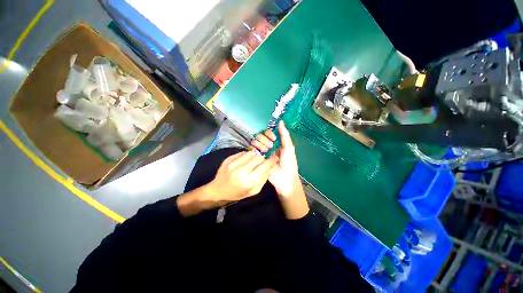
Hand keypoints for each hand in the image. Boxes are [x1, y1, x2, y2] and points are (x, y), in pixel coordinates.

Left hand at [207, 150, 277, 201]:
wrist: (218, 190)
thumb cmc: (237, 193)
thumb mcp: (254, 191)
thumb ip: (263, 178)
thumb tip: (270, 166)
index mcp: (249, 180)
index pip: (264, 165)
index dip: (271, 160)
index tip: (275, 158)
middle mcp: (241, 170)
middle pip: (258, 157)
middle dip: (263, 159)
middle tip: (262, 162)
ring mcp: (233, 163)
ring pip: (251, 153)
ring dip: (255, 156)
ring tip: (253, 161)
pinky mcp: (228, 159)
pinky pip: (243, 152)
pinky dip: (247, 155)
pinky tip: (245, 161)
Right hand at [251, 121, 308, 218]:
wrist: (284, 178)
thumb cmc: (289, 162)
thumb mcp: (289, 147)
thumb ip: (284, 134)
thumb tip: (281, 121)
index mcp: (276, 142)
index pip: (268, 132)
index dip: (269, 133)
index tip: (273, 138)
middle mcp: (268, 145)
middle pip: (260, 136)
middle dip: (265, 140)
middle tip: (270, 146)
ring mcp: (261, 152)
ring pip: (255, 141)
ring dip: (260, 144)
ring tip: (266, 151)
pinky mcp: (256, 158)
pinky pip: (251, 149)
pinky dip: (254, 149)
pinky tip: (260, 153)